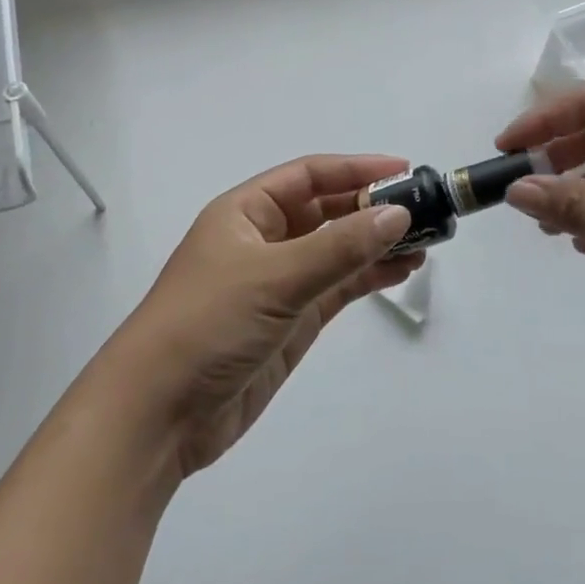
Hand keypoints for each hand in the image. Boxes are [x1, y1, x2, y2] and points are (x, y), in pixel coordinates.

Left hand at [98, 156, 422, 478]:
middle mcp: (263, 240)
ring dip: (377, 243)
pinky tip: (401, 270)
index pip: (308, 176)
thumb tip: (397, 213)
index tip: (404, 171)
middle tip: (425, 209)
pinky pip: (338, 287)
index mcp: (246, 212)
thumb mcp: (275, 277)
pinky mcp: (291, 321)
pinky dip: (368, 276)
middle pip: (326, 211)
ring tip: (425, 241)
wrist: (159, 414)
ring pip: (337, 250)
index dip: (356, 169)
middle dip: (372, 207)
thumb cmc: (208, 324)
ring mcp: (279, 282)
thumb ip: (340, 247)